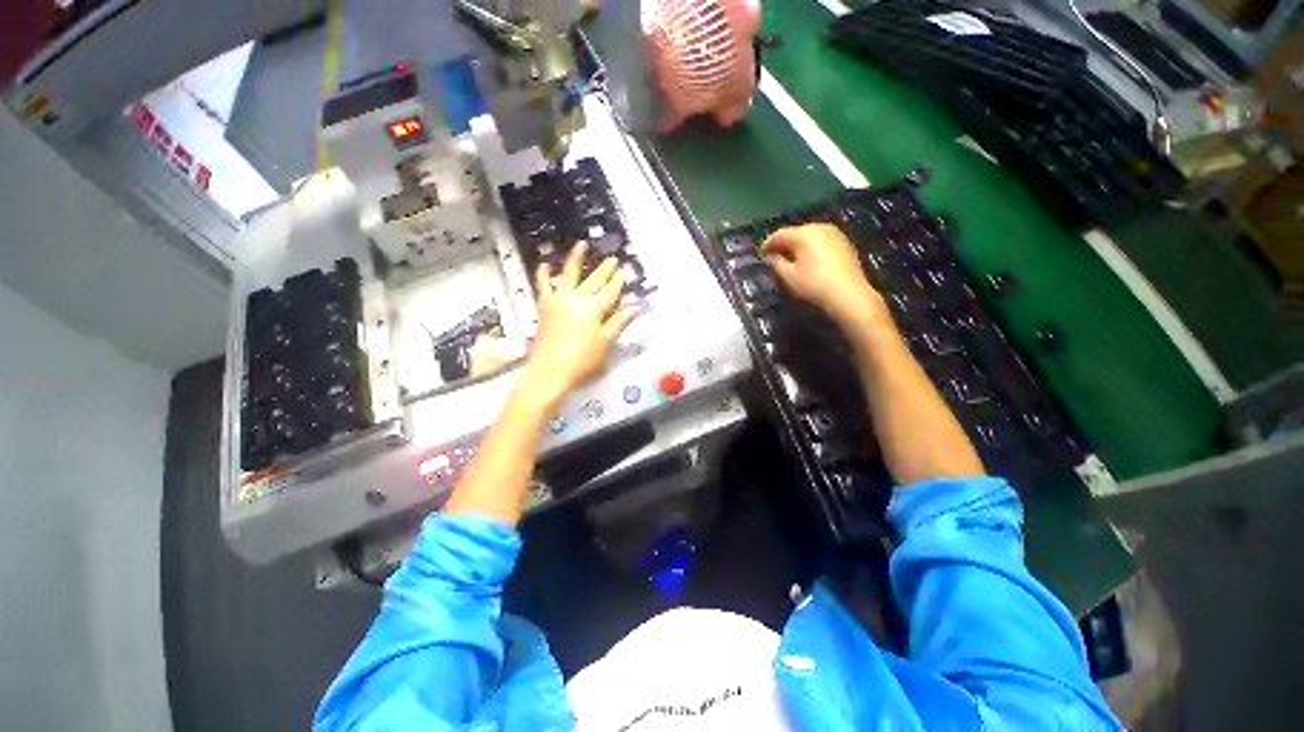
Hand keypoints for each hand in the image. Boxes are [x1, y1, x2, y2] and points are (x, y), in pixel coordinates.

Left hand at [520, 242, 637, 405]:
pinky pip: (543, 285)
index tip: (624, 271)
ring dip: (575, 258)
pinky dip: (544, 274)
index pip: (610, 292)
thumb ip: (619, 323)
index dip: (618, 282)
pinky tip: (545, 264)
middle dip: (605, 269)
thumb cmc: (582, 361)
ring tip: (581, 244)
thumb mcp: (605, 343)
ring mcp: (558, 301)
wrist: (550, 370)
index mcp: (594, 310)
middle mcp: (576, 300)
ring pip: (568, 275)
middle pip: (593, 281)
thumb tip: (634, 307)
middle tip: (612, 259)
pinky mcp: (544, 306)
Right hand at [761, 223, 888, 327]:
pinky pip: (821, 241)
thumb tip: (770, 256)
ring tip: (790, 259)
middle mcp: (819, 227)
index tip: (760, 255)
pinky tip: (808, 260)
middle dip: (783, 243)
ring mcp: (834, 234)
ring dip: (797, 245)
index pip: (779, 234)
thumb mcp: (788, 277)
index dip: (767, 244)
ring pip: (809, 236)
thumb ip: (776, 263)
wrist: (849, 295)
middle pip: (795, 232)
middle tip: (774, 257)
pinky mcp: (844, 243)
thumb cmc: (814, 286)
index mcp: (804, 234)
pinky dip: (811, 248)